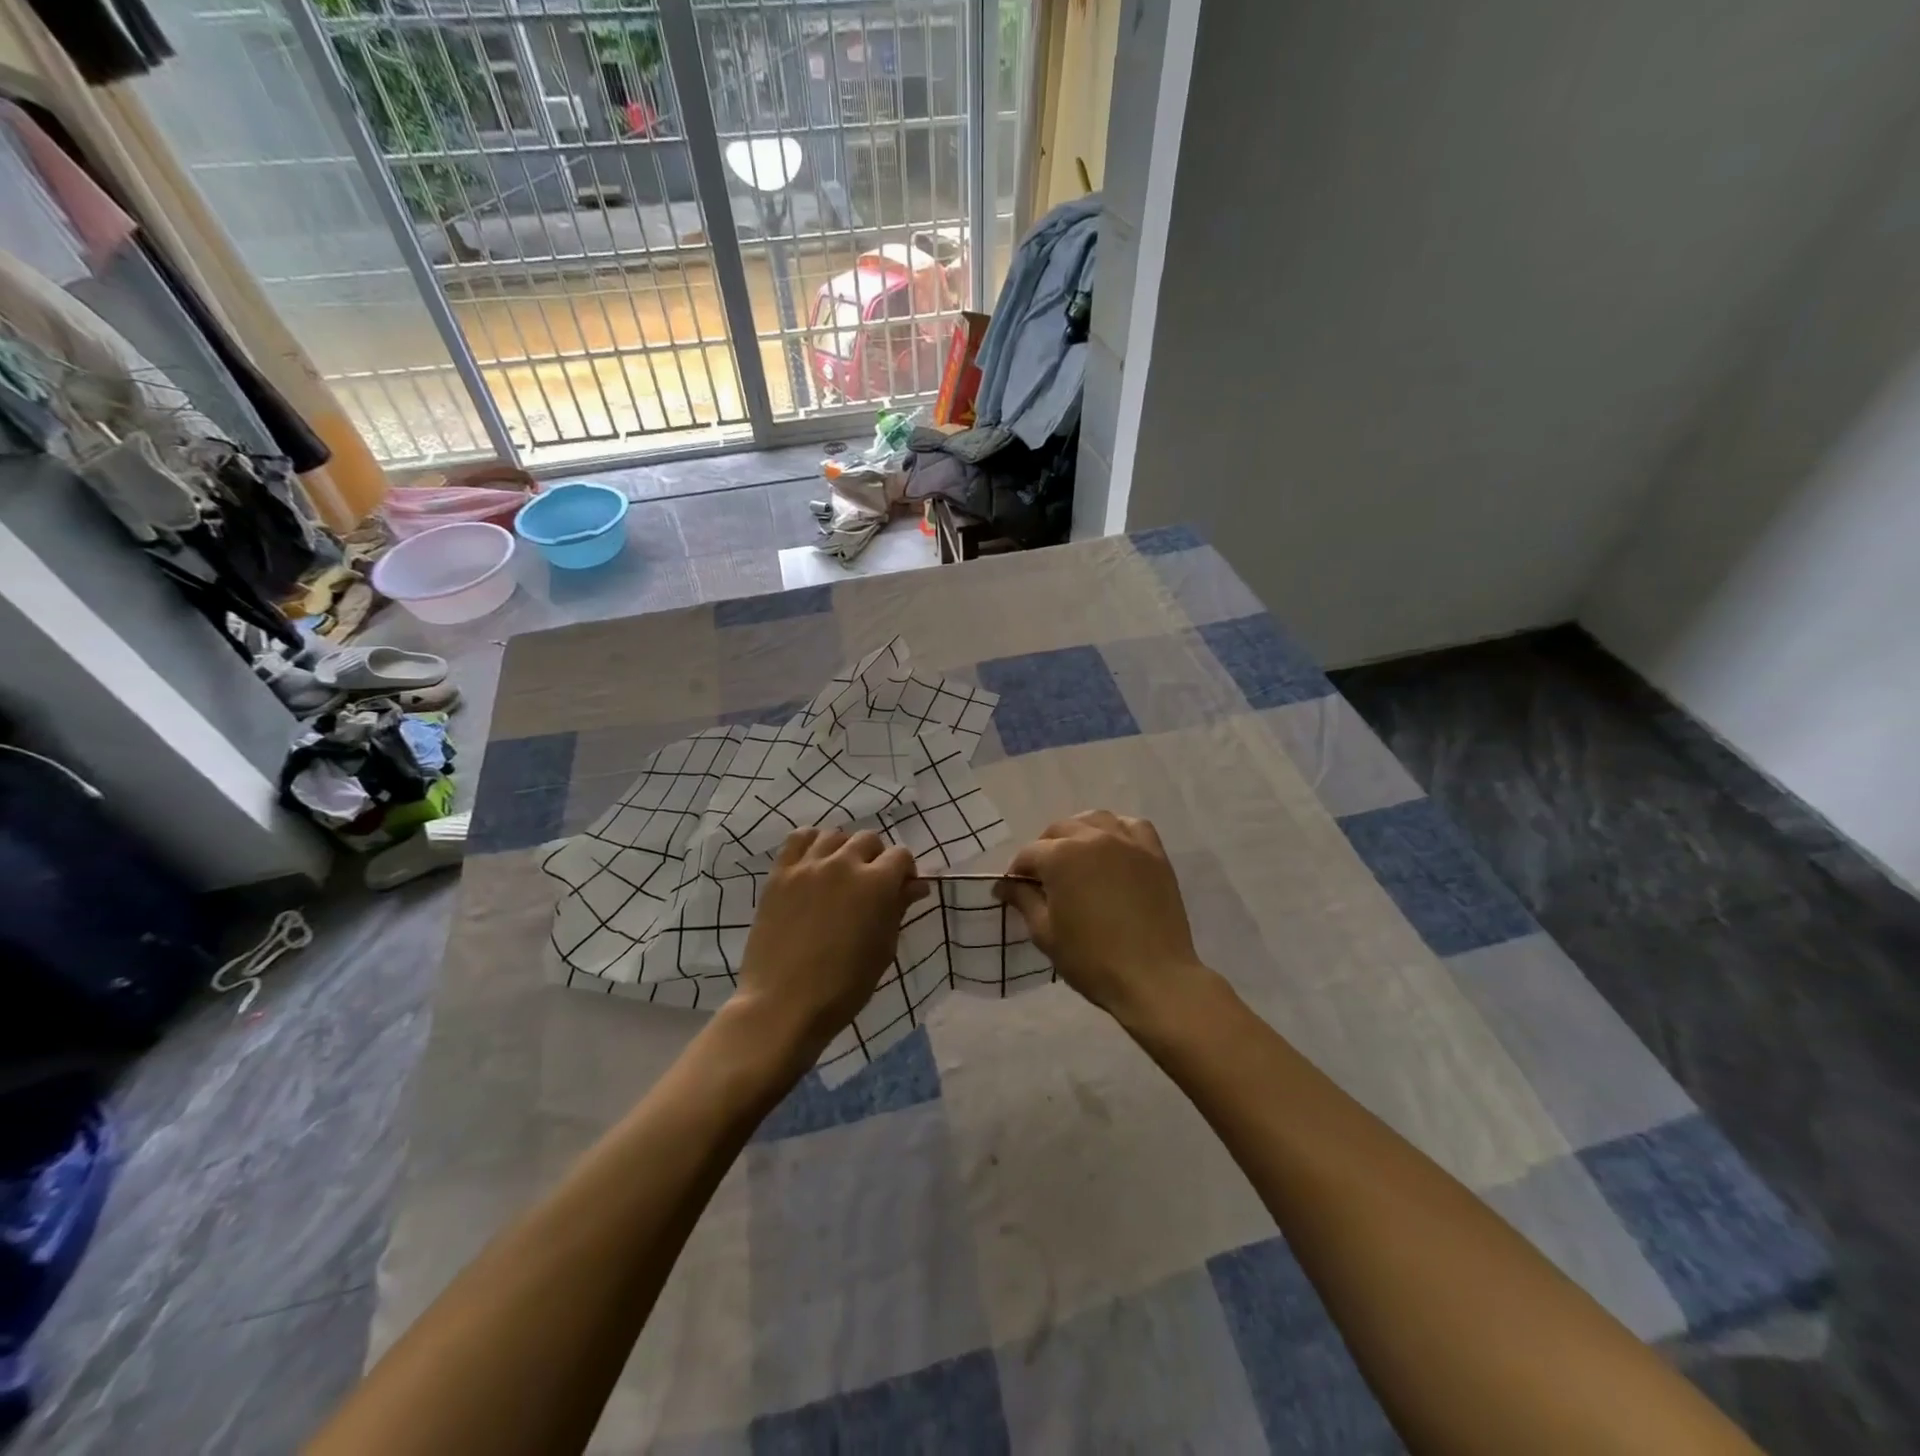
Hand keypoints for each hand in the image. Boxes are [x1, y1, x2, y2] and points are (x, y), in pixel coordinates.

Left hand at [733, 827, 927, 1063]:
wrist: (782, 1004)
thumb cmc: (843, 987)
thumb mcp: (883, 950)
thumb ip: (898, 909)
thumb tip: (915, 886)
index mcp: (876, 884)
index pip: (901, 855)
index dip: (905, 871)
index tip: (902, 890)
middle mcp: (843, 864)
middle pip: (868, 839)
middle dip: (877, 858)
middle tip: (871, 886)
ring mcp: (808, 866)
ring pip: (834, 835)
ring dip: (844, 849)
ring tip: (841, 874)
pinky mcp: (779, 874)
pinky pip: (798, 839)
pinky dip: (811, 843)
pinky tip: (814, 862)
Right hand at [997, 811, 1208, 1028]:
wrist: (1153, 978)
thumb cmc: (1091, 959)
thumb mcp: (1045, 933)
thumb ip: (1023, 900)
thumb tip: (1006, 885)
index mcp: (1060, 856)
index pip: (1029, 854)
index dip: (1017, 872)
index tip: (1013, 891)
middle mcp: (1092, 838)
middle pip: (1059, 830)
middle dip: (1044, 849)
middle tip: (1043, 879)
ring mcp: (1127, 843)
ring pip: (1095, 820)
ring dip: (1079, 833)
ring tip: (1076, 858)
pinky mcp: (1154, 854)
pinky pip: (1133, 826)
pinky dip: (1117, 831)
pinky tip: (1113, 849)